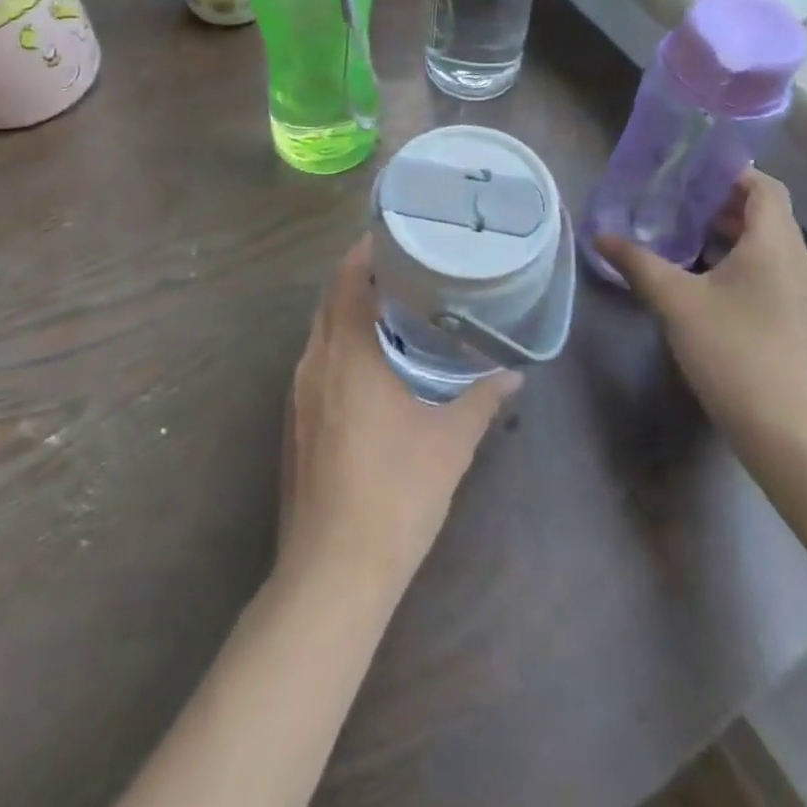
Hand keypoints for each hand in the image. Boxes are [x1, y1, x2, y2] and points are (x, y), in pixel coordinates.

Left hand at [279, 236, 518, 598]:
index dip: (365, 250)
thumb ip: (481, 399)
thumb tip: (513, 373)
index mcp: (347, 353)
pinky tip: (370, 363)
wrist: (332, 571)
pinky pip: (316, 361)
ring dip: (347, 310)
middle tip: (404, 266)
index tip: (395, 234)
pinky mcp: (293, 420)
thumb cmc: (395, 494)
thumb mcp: (450, 443)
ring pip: (320, 330)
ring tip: (392, 306)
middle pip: (329, 299)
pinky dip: (339, 343)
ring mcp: (297, 392)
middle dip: (359, 276)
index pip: (347, 279)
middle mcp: (314, 362)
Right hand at [595, 170, 806, 458]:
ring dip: (727, 233)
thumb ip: (638, 263)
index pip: (764, 186)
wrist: (790, 435)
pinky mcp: (796, 320)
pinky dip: (736, 261)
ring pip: (765, 245)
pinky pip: (767, 271)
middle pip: (765, 213)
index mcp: (776, 245)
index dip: (730, 171)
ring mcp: (801, 294)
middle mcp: (797, 261)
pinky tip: (700, 278)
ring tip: (680, 232)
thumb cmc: (734, 353)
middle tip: (673, 197)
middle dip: (720, 201)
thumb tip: (600, 236)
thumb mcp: (676, 302)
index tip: (688, 168)